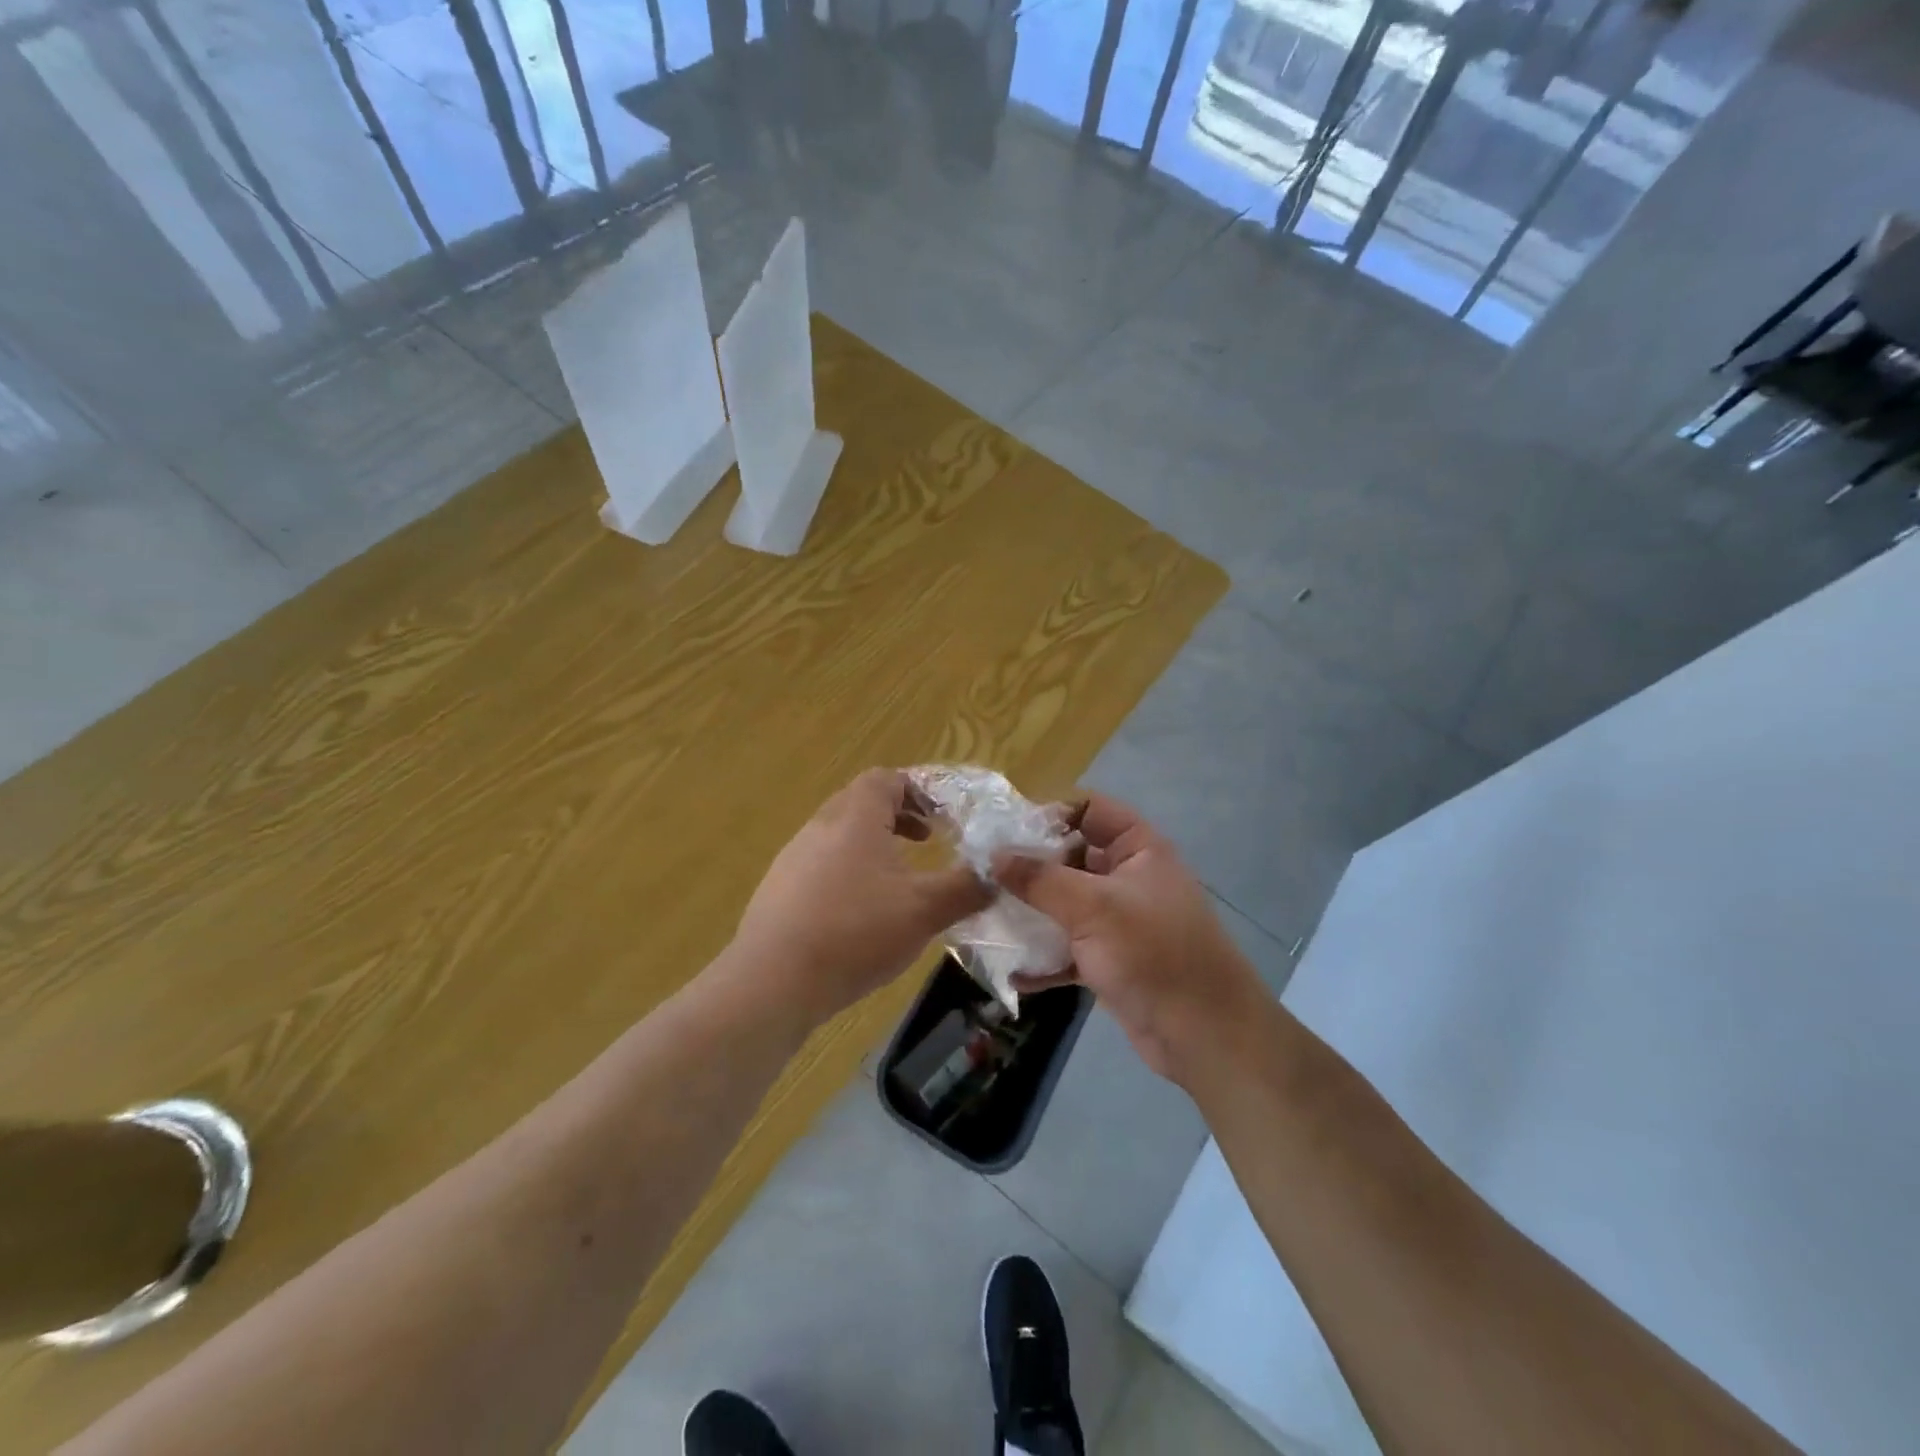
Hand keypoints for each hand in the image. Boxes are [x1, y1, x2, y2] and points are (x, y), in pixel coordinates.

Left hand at [731, 769, 992, 1022]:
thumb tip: (996, 876)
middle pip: (861, 802)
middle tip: (928, 839)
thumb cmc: (855, 932)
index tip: (944, 814)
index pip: (885, 779)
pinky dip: (849, 871)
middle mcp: (819, 827)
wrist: (772, 982)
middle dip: (899, 815)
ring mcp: (793, 859)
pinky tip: (861, 913)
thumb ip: (966, 888)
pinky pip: (821, 865)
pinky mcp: (778, 892)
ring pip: (840, 835)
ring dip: (874, 844)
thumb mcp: (924, 910)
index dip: (918, 789)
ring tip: (899, 878)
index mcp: (855, 818)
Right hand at [994, 794, 1265, 1085]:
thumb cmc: (1153, 953)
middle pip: (1071, 858)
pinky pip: (1069, 949)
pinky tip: (1014, 971)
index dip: (1051, 815)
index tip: (1006, 833)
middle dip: (1030, 867)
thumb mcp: (1093, 907)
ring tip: (987, 917)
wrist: (1204, 1036)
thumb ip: (1040, 879)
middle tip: (984, 876)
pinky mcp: (1111, 961)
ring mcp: (1119, 922)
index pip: (1090, 810)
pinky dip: (1045, 958)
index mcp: (1138, 849)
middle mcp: (1128, 878)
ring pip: (1066, 905)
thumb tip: (994, 856)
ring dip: (1032, 913)